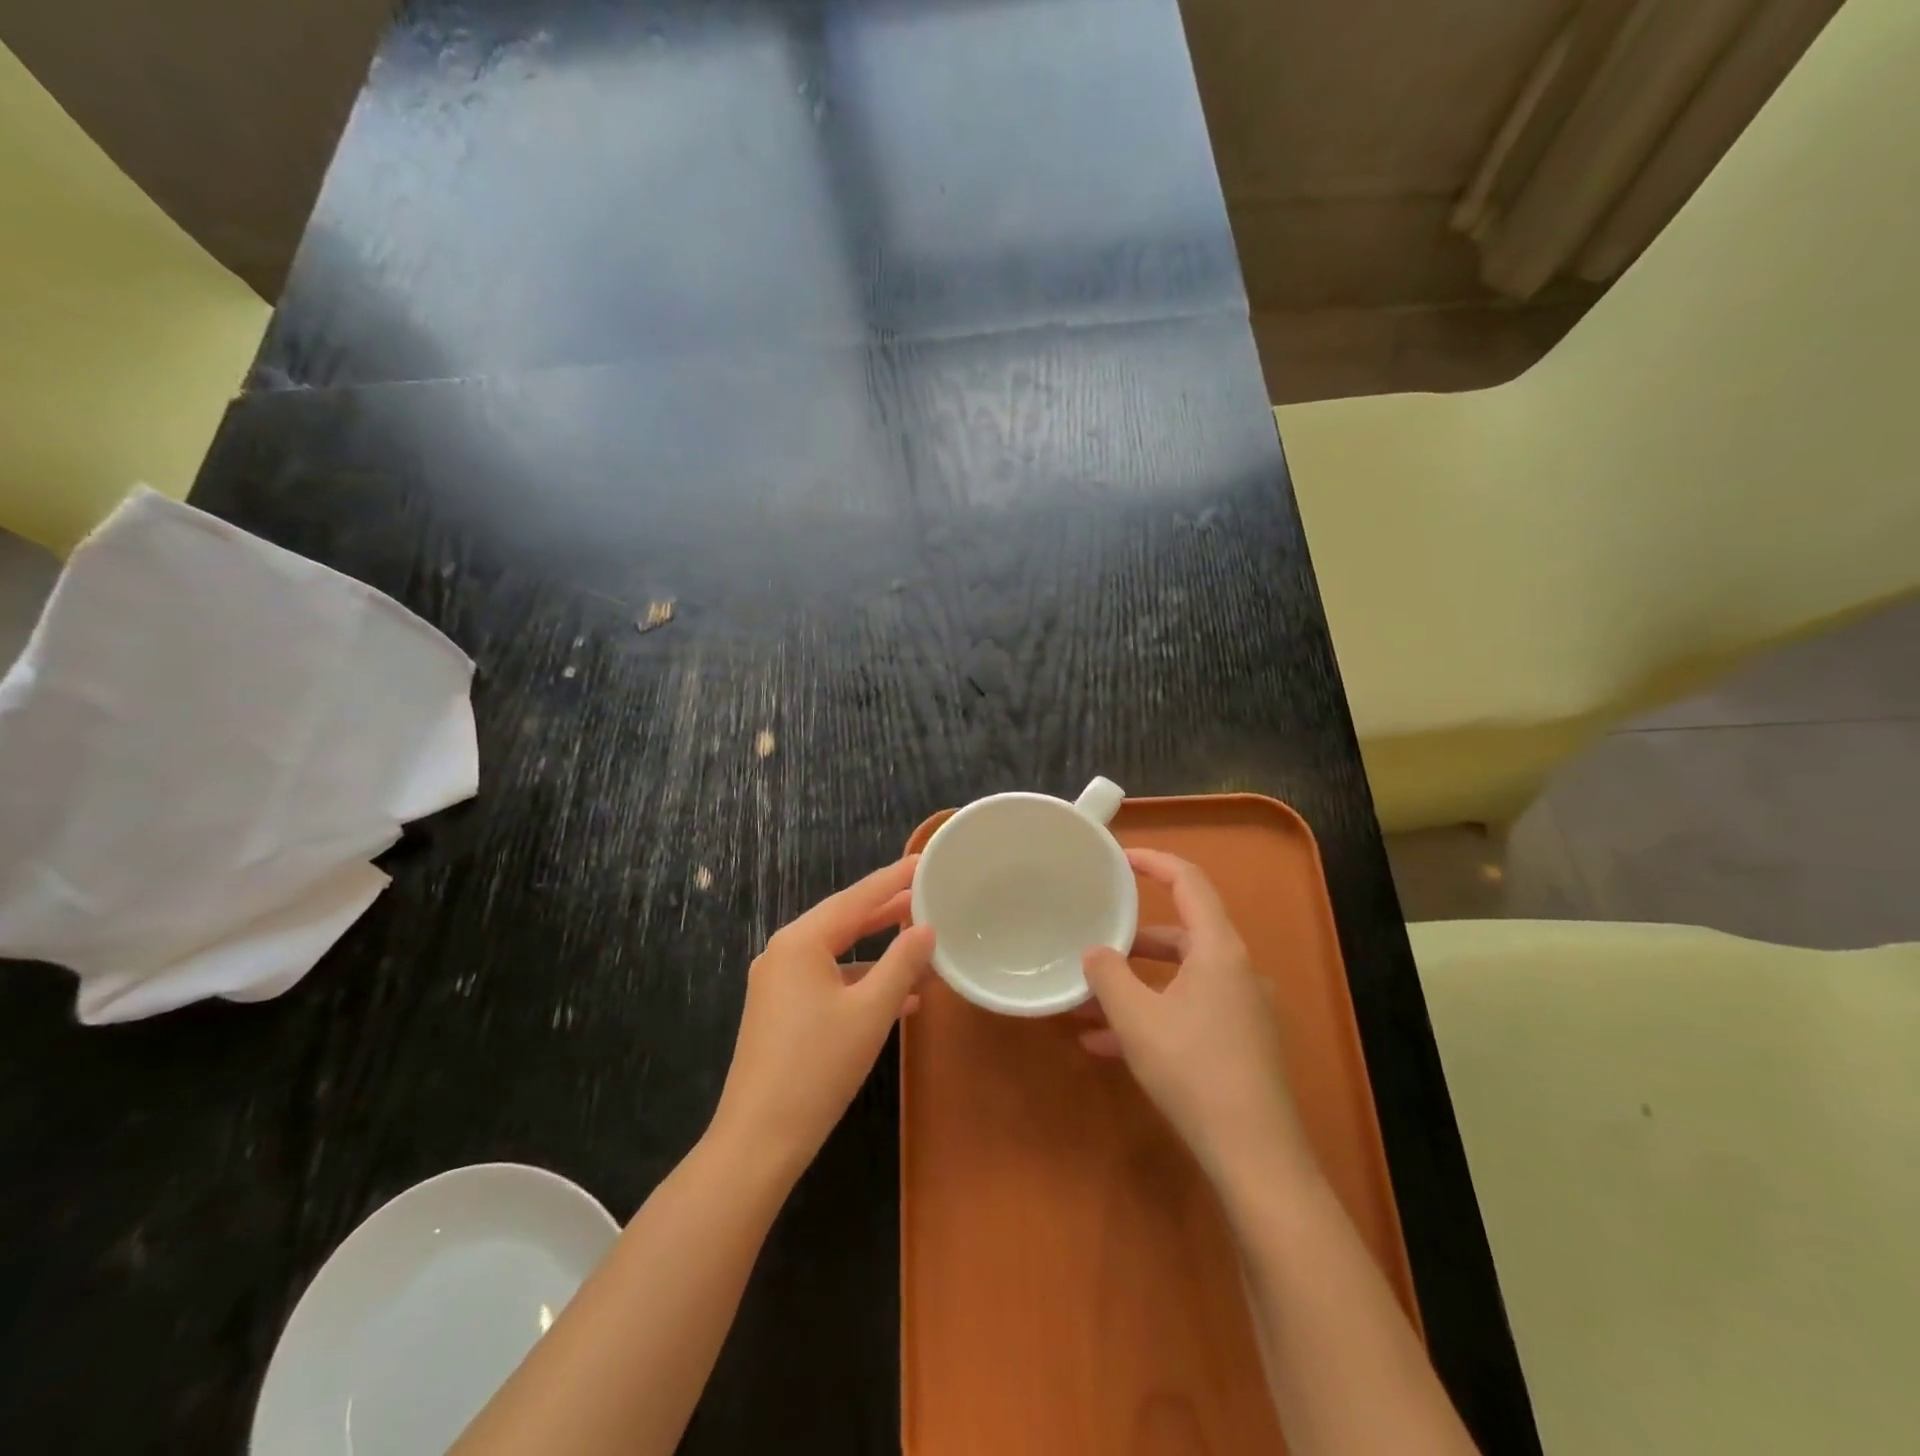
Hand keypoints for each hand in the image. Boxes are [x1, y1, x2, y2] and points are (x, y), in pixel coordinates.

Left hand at [711, 856, 934, 1176]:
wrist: (759, 1139)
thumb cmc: (818, 1067)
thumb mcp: (871, 1011)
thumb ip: (902, 963)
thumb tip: (926, 929)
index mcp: (801, 942)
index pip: (856, 898)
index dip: (892, 879)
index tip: (923, 861)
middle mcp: (784, 953)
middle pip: (844, 920)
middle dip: (886, 910)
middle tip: (926, 893)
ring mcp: (778, 983)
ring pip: (837, 953)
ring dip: (878, 950)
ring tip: (920, 940)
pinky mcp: (780, 1012)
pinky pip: (827, 980)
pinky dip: (861, 980)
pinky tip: (897, 996)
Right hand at [1079, 849, 1312, 1181]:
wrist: (1256, 1158)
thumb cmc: (1193, 1071)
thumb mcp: (1136, 1018)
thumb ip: (1108, 975)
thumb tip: (1095, 952)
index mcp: (1219, 950)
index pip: (1189, 882)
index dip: (1154, 861)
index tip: (1119, 859)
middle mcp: (1237, 971)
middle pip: (1181, 934)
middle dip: (1133, 939)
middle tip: (1094, 940)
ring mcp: (1243, 1009)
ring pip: (1180, 979)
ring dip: (1136, 985)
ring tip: (1087, 1002)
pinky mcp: (1242, 1044)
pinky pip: (1189, 1012)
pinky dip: (1153, 1016)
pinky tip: (1108, 1046)